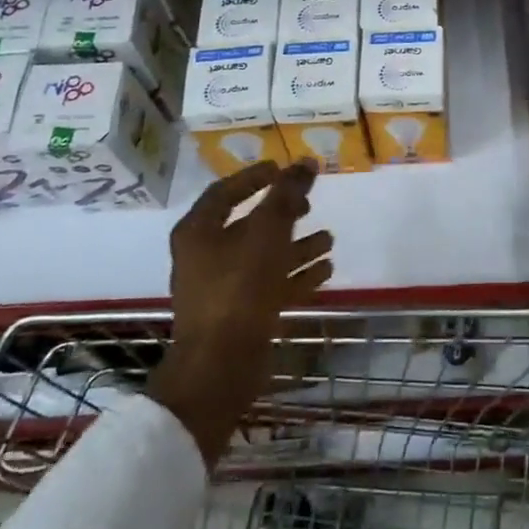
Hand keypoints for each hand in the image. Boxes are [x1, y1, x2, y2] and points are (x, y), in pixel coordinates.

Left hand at [148, 160, 332, 463]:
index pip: (225, 192)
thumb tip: (307, 162)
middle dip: (282, 214)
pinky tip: (326, 269)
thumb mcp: (268, 232)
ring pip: (263, 257)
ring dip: (296, 246)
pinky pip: (271, 286)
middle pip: (247, 225)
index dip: (254, 178)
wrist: (220, 367)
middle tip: (309, 204)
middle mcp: (205, 257)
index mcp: (199, 231)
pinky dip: (296, 275)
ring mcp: (221, 289)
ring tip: (329, 239)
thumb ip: (287, 195)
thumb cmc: (239, 288)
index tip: (282, 169)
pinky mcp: (239, 316)